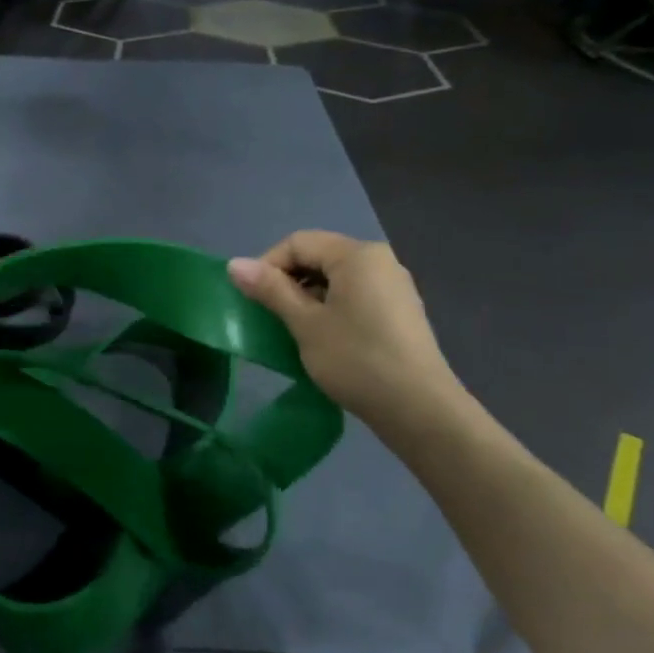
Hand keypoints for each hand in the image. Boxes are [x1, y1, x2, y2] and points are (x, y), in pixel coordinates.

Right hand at [228, 231, 462, 430]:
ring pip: (336, 279)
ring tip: (294, 330)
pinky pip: (355, 296)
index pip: (298, 242)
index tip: (253, 300)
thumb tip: (234, 264)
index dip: (267, 266)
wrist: (419, 409)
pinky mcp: (399, 311)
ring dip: (308, 298)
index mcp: (357, 255)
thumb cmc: (356, 360)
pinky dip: (331, 309)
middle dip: (288, 282)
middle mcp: (379, 260)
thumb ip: (270, 290)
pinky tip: (324, 339)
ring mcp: (393, 286)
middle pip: (319, 257)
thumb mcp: (305, 324)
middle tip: (269, 317)